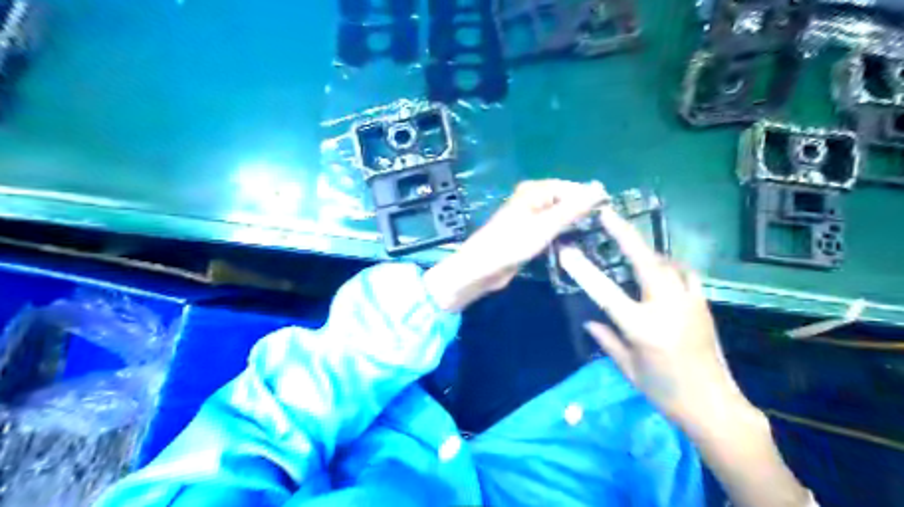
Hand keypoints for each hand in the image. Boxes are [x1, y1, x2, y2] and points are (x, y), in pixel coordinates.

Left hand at [424, 178, 606, 311]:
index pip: (571, 188)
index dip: (590, 199)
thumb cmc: (512, 243)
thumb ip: (573, 208)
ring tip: (596, 237)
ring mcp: (530, 218)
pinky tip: (576, 244)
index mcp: (535, 190)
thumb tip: (599, 187)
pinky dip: (562, 235)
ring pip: (559, 217)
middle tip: (605, 228)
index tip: (610, 214)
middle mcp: (533, 199)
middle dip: (582, 213)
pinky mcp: (528, 235)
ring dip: (573, 225)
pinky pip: (551, 230)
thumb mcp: (546, 225)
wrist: (482, 268)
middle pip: (565, 201)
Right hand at [564, 209, 752, 430]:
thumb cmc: (664, 391)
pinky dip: (669, 264)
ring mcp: (689, 302)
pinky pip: (684, 273)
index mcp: (642, 327)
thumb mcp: (628, 368)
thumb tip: (589, 320)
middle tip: (607, 214)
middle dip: (624, 234)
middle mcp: (667, 308)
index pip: (605, 292)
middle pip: (644, 261)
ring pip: (667, 262)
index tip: (567, 251)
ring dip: (646, 248)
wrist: (714, 405)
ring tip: (628, 241)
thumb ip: (607, 339)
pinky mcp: (703, 304)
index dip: (583, 270)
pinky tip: (661, 267)